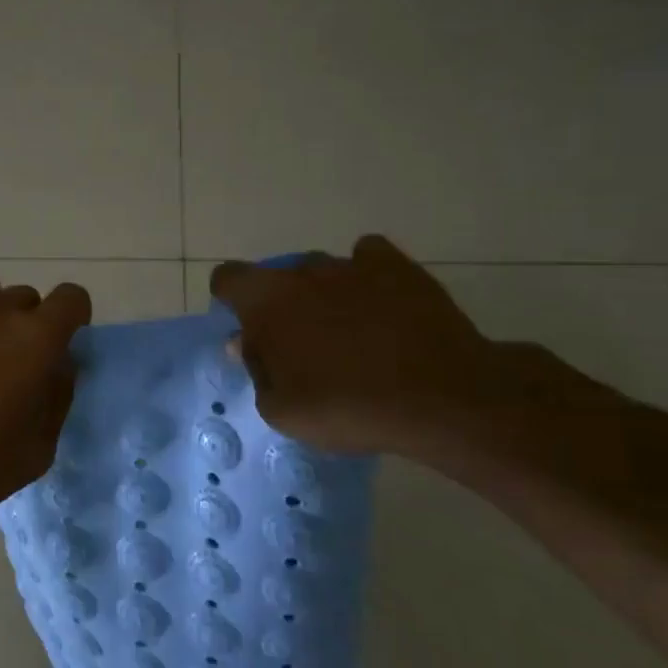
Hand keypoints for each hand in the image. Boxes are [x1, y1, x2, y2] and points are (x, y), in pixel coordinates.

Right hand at [209, 236, 503, 458]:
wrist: (439, 398)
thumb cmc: (346, 407)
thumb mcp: (281, 409)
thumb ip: (256, 369)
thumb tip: (245, 343)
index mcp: (266, 300)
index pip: (228, 278)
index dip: (230, 299)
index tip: (247, 327)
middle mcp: (303, 271)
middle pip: (278, 277)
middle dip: (282, 304)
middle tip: (302, 346)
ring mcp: (352, 265)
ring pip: (323, 271)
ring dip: (324, 294)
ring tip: (350, 333)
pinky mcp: (398, 267)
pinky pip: (370, 259)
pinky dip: (368, 276)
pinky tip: (381, 304)